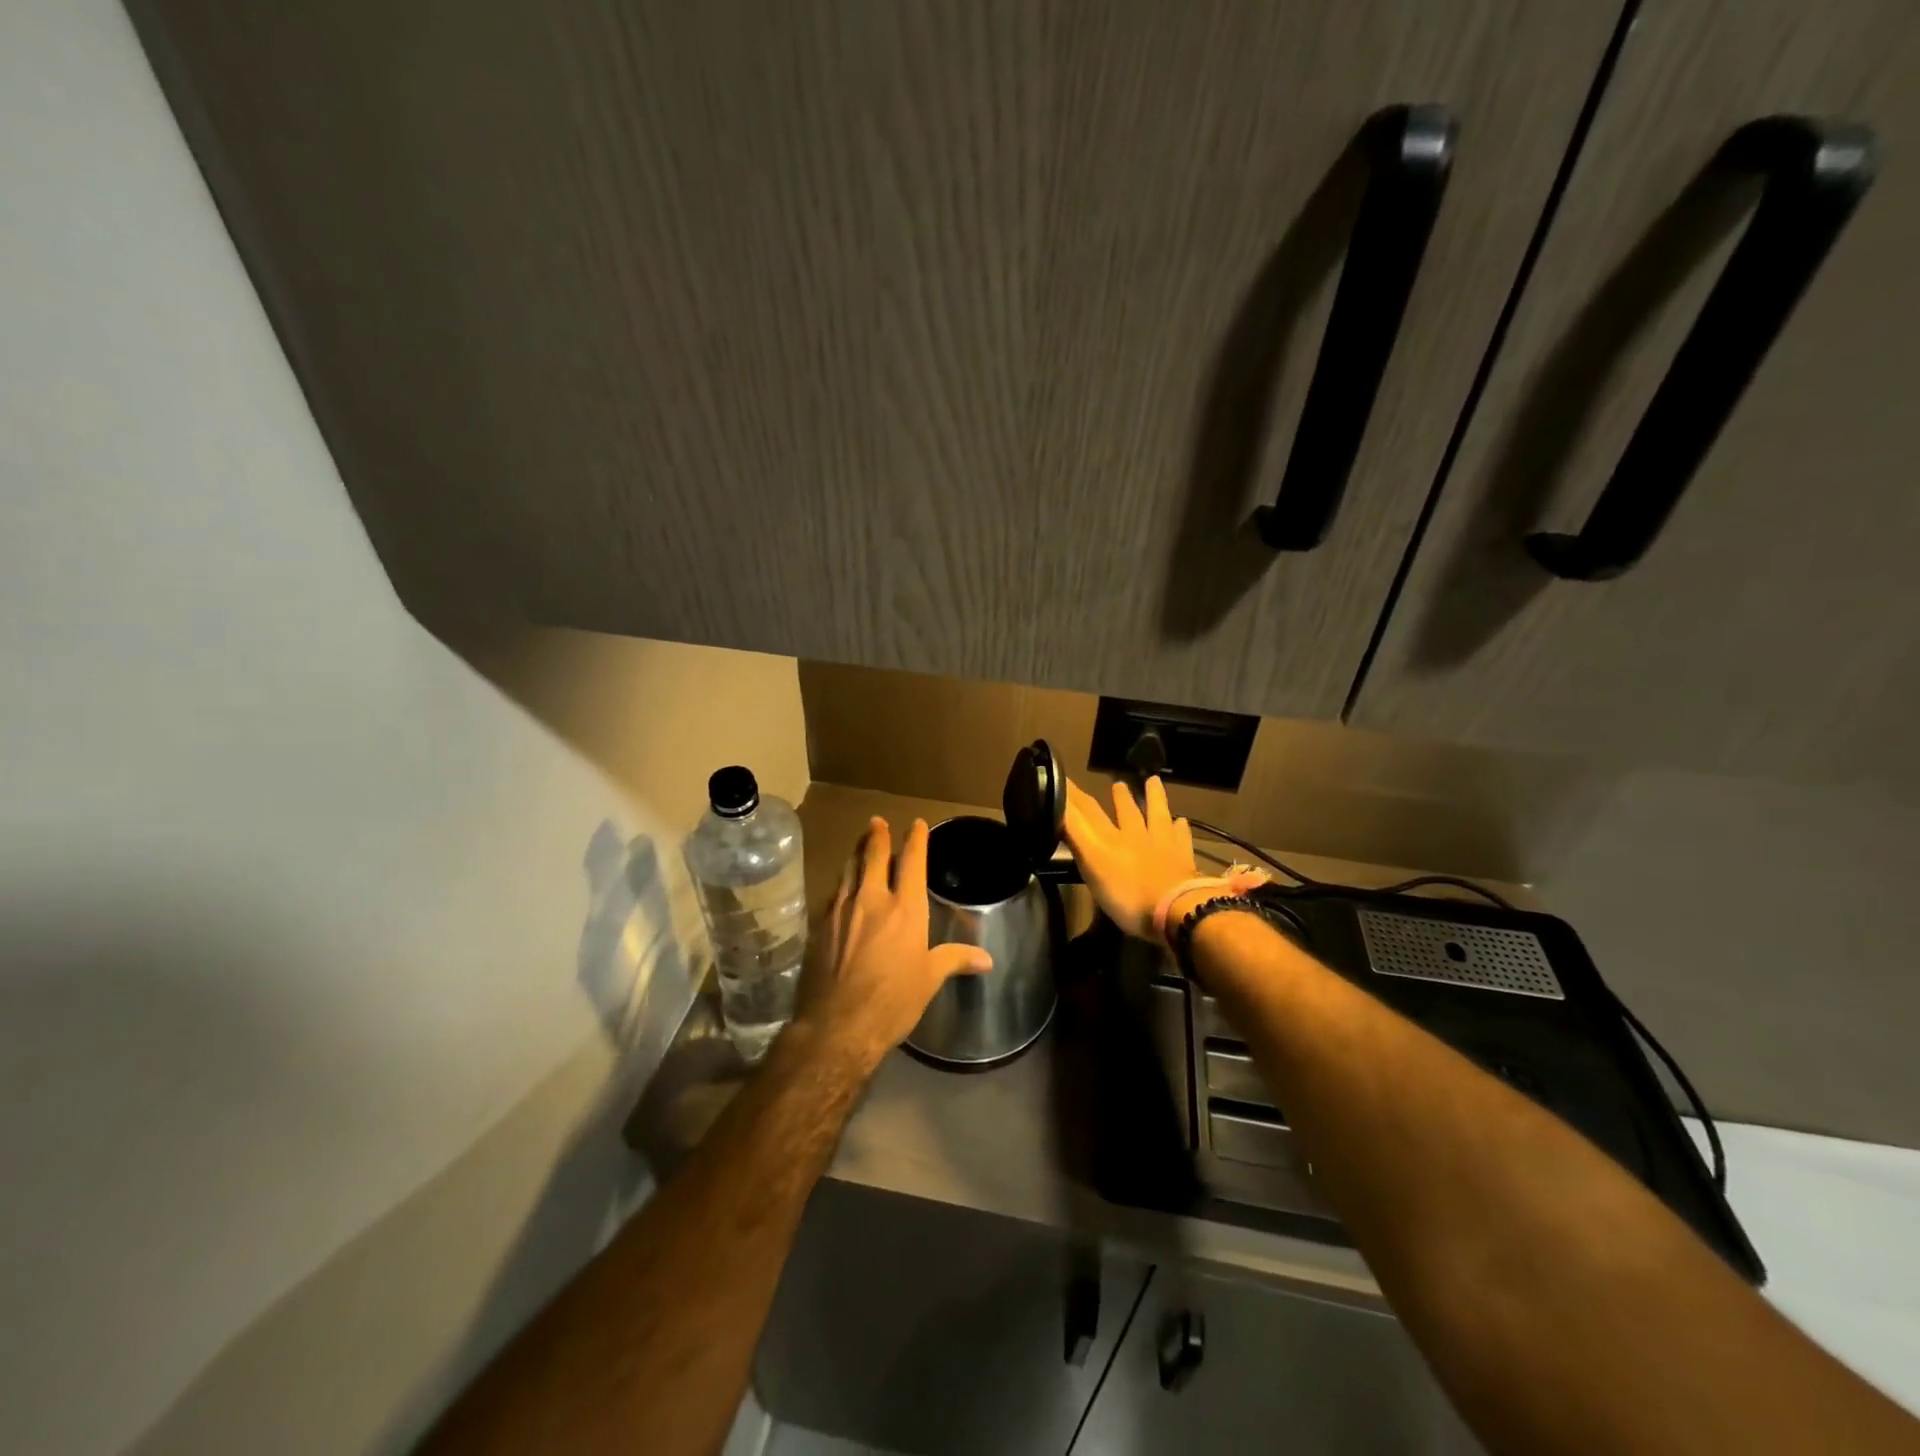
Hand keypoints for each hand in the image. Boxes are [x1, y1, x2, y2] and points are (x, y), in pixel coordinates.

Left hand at [795, 817, 991, 1073]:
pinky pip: (834, 894)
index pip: (912, 862)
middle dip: (877, 836)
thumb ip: (954, 960)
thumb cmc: (893, 1001)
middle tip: (877, 822)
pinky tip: (842, 887)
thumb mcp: (929, 979)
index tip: (916, 824)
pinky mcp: (820, 926)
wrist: (839, 1025)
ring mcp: (842, 911)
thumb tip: (986, 959)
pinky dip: (842, 883)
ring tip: (860, 844)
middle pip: (873, 856)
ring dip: (856, 853)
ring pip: (849, 870)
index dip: (916, 840)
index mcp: (905, 908)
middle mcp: (872, 900)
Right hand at [1064, 777, 1198, 939]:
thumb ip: (1075, 833)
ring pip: (1157, 816)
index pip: (1088, 811)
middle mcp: (1136, 836)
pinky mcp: (1184, 861)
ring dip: (1154, 798)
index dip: (1074, 795)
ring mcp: (1163, 847)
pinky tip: (1182, 822)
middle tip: (1118, 783)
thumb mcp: (1091, 863)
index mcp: (1110, 839)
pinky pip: (1182, 839)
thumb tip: (1058, 804)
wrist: (1176, 910)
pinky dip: (1181, 829)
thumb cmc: (1126, 894)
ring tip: (1153, 781)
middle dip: (1119, 798)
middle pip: (1127, 812)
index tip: (1064, 777)